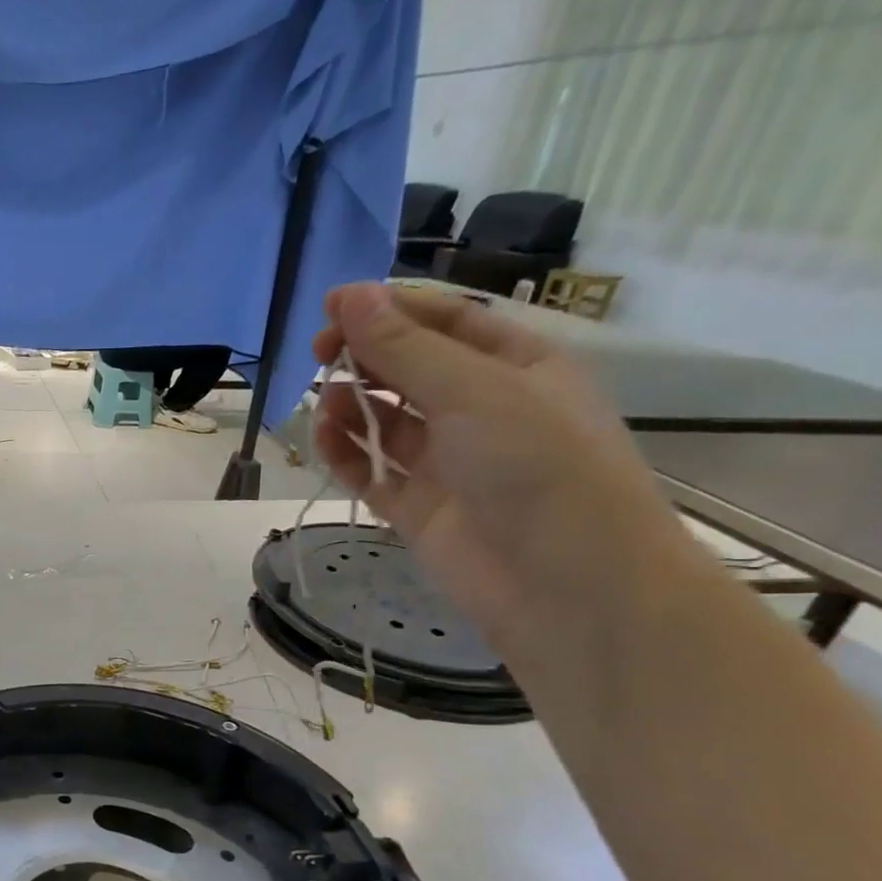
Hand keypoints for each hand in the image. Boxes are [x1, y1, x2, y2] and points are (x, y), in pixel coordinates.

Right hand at [310, 283, 685, 656]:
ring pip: (386, 422)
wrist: (562, 584)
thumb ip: (404, 348)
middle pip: (411, 370)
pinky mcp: (417, 509)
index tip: (331, 306)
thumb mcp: (474, 391)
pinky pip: (372, 471)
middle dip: (366, 356)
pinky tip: (322, 438)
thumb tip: (348, 297)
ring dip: (352, 405)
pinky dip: (345, 453)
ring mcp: (447, 463)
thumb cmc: (537, 466)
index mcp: (516, 367)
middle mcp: (481, 410)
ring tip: (324, 400)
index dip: (388, 309)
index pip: (444, 322)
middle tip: (319, 353)